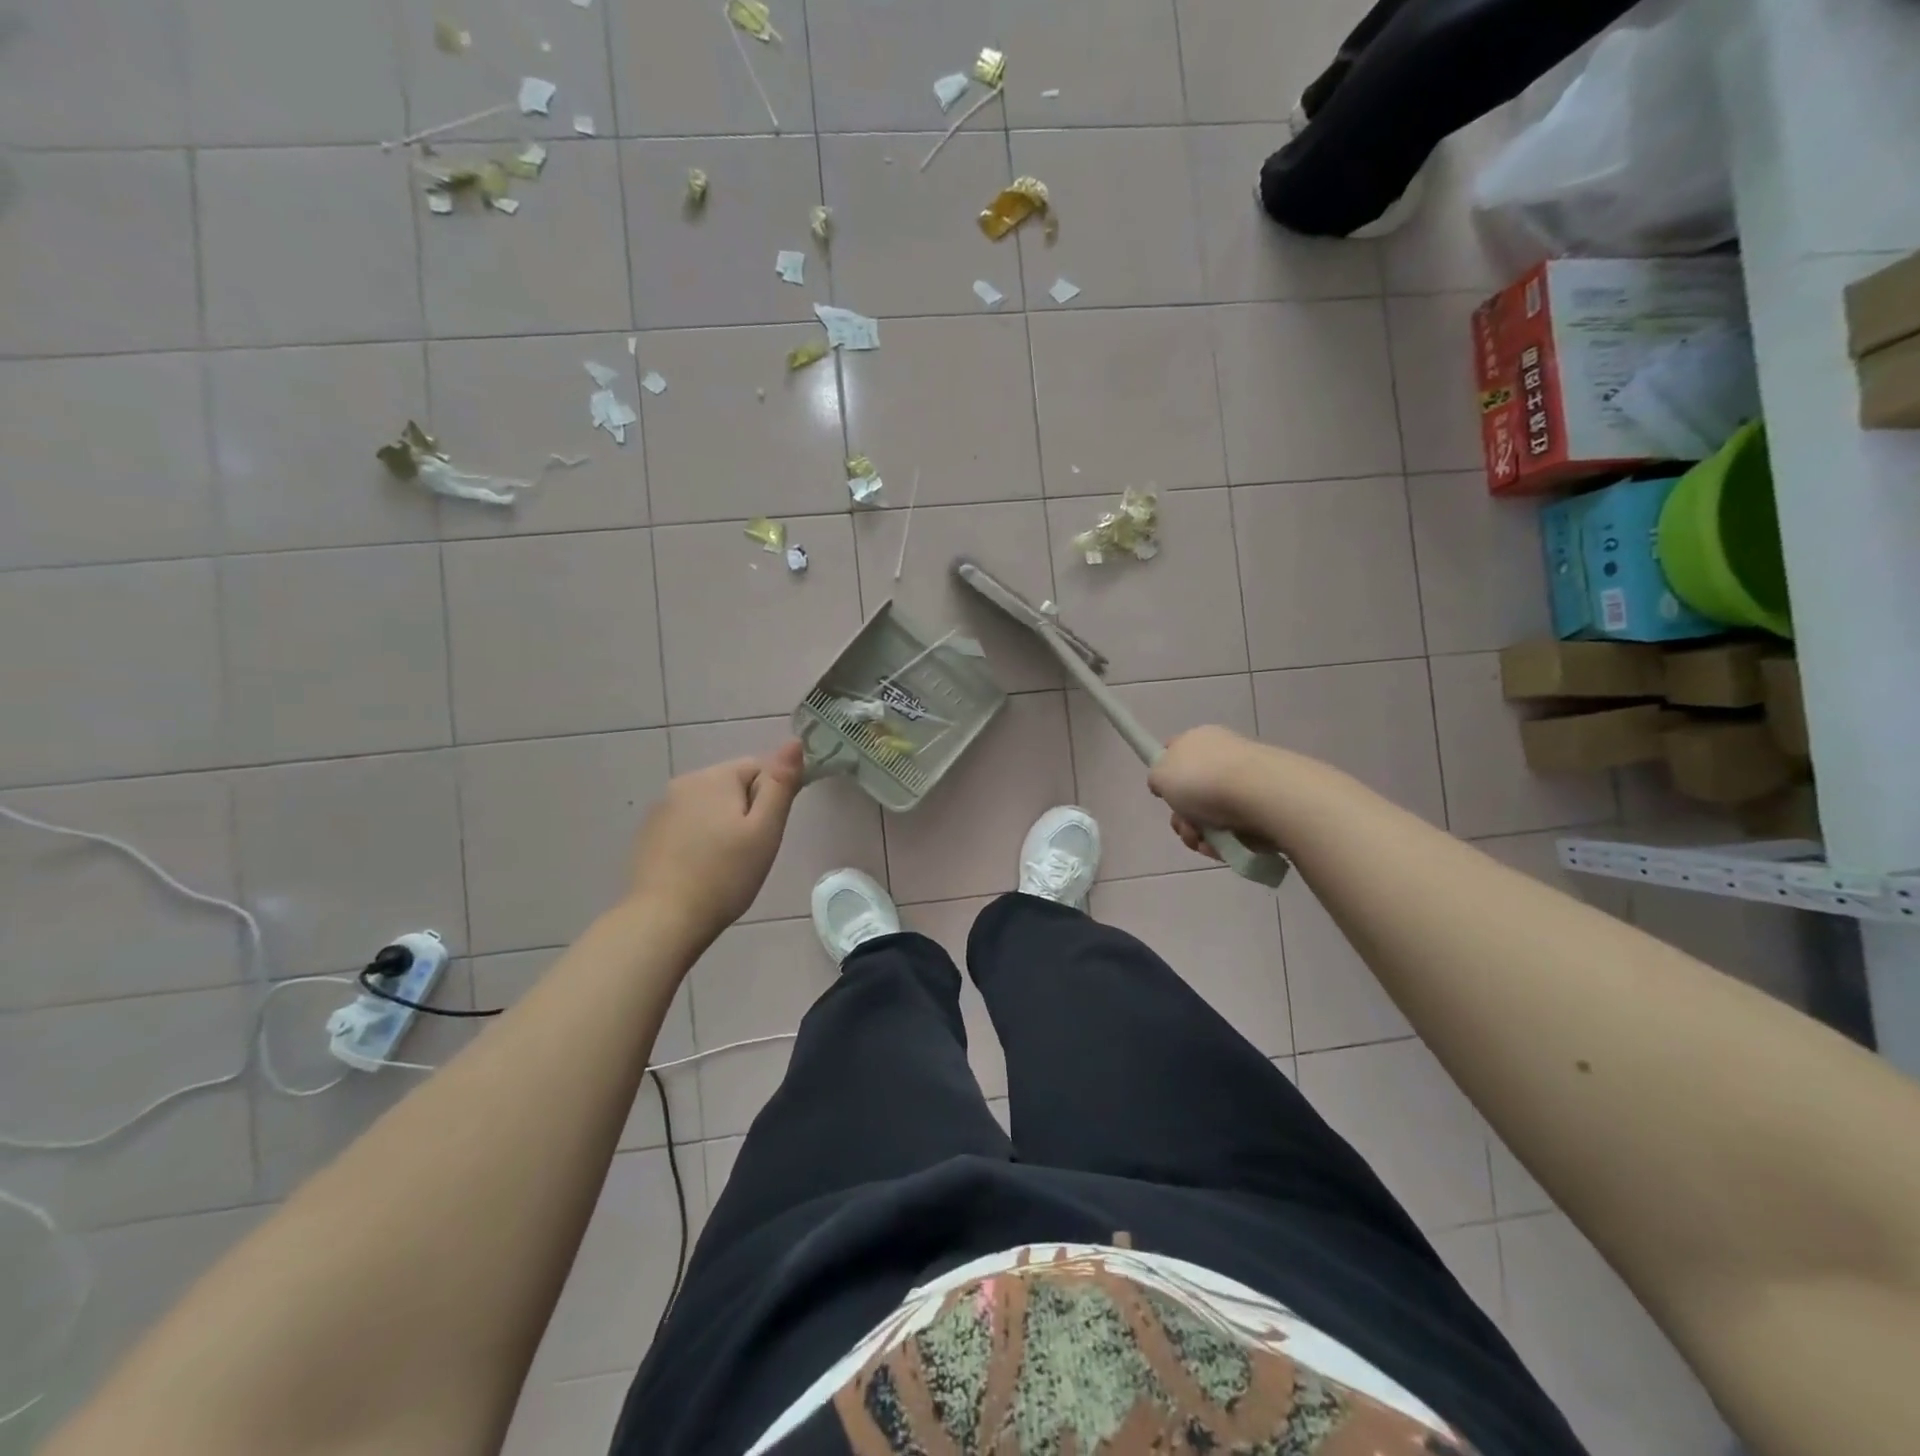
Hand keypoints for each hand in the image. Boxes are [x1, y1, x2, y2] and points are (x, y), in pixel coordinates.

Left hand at [628, 741, 804, 944]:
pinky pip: (687, 825)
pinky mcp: (649, 834)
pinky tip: (701, 869)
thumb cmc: (725, 875)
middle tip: (751, 852)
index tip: (768, 832)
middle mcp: (684, 783)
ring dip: (723, 825)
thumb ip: (781, 784)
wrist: (664, 920)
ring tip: (726, 864)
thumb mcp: (765, 830)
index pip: (759, 768)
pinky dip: (699, 839)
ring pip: (709, 806)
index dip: (772, 798)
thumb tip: (794, 742)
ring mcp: (661, 809)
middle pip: (732, 785)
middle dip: (746, 812)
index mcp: (714, 777)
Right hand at [1147, 725, 1273, 863]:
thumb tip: (1165, 784)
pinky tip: (1222, 847)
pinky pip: (1234, 830)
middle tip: (1184, 825)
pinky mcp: (1263, 808)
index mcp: (1199, 740)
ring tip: (1203, 841)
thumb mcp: (1160, 773)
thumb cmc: (1203, 779)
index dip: (1165, 773)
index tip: (1163, 793)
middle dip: (1182, 816)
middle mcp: (1223, 757)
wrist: (1261, 795)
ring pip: (1210, 816)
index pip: (1175, 752)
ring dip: (1199, 834)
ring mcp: (1245, 783)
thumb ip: (1156, 777)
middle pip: (1191, 792)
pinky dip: (1223, 842)